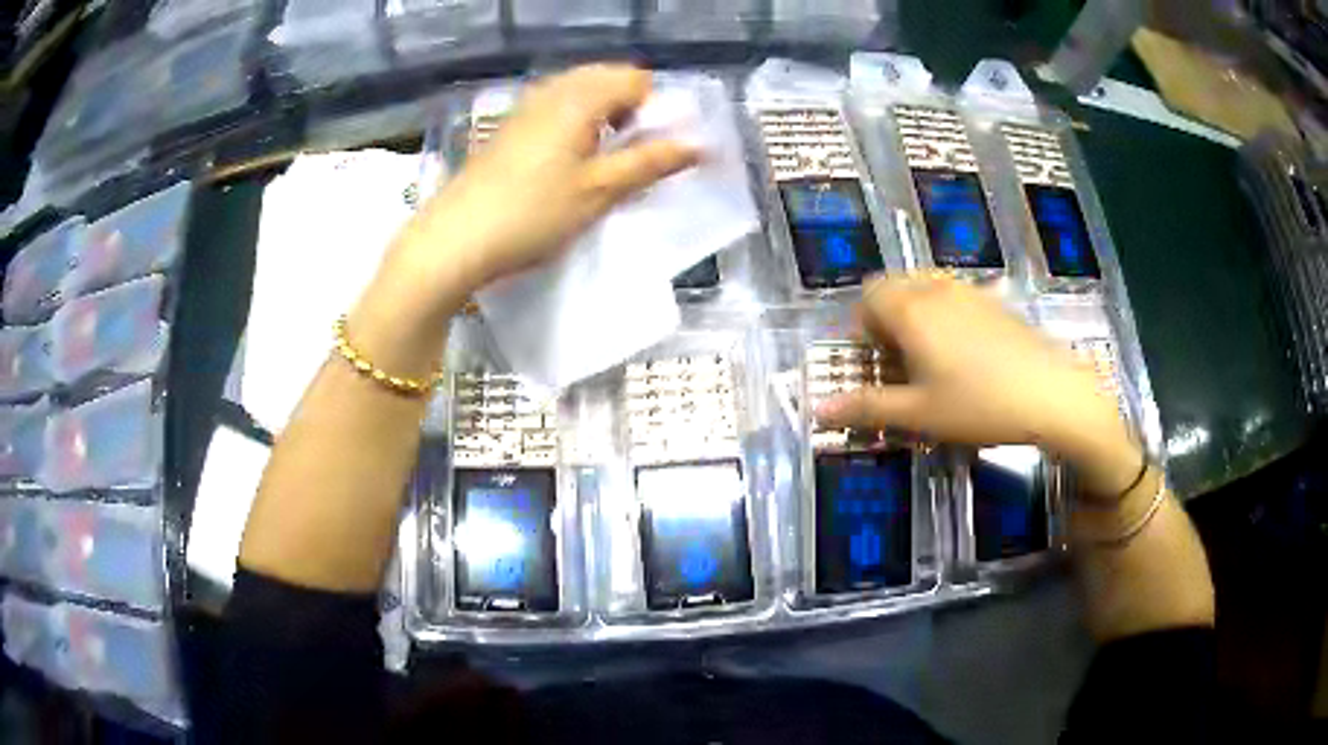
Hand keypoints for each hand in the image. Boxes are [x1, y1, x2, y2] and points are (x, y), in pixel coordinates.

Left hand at [388, 64, 701, 304]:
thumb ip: (649, 163)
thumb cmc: (532, 214)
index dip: (656, 108)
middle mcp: (552, 90)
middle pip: (607, 79)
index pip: (636, 79)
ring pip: (579, 94)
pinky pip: (555, 109)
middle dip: (630, 109)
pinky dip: (574, 125)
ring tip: (601, 161)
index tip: (654, 147)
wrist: (454, 239)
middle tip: (631, 154)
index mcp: (579, 97)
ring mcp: (525, 107)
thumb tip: (698, 145)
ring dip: (602, 117)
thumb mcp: (598, 191)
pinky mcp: (508, 128)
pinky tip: (567, 163)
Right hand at [815, 276, 1139, 493]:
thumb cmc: (979, 405)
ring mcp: (968, 290)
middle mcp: (936, 289)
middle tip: (898, 361)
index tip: (874, 363)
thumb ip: (867, 407)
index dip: (861, 327)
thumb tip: (818, 410)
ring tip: (929, 357)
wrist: (1052, 394)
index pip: (867, 296)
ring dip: (914, 312)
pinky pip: (953, 293)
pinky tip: (965, 352)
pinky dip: (943, 312)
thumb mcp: (919, 414)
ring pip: (924, 286)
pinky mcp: (994, 299)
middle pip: (894, 285)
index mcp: (911, 310)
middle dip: (884, 317)